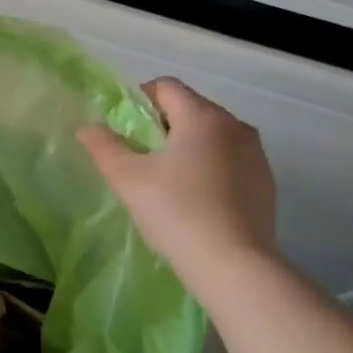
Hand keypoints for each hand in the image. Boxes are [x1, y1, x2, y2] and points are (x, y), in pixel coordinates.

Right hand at [77, 77, 280, 296]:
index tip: (123, 131)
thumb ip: (104, 146)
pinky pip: (229, 159)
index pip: (166, 87)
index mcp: (203, 117)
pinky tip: (194, 199)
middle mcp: (236, 126)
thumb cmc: (176, 212)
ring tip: (166, 180)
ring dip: (186, 146)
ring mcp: (256, 155)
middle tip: (139, 157)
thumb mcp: (127, 178)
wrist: (234, 265)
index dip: (138, 101)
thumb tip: (87, 127)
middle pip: (190, 109)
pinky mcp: (265, 182)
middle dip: (161, 125)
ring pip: (211, 135)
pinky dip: (208, 167)